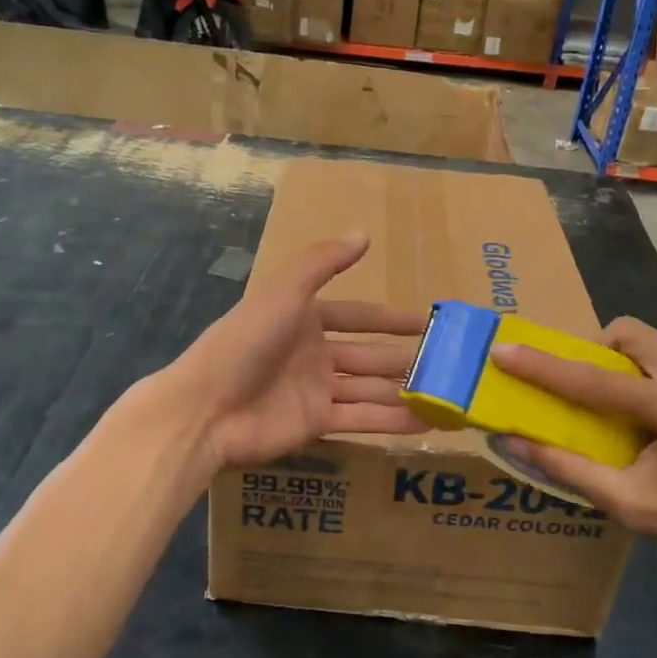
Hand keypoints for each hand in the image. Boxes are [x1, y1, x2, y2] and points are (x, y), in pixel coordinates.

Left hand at [164, 233, 429, 471]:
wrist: (206, 408)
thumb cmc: (245, 342)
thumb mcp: (283, 293)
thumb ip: (322, 263)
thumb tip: (363, 234)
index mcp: (305, 319)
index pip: (358, 316)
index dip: (391, 319)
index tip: (428, 322)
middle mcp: (313, 353)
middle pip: (369, 355)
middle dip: (406, 358)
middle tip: (450, 363)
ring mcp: (315, 390)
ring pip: (370, 389)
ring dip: (406, 391)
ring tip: (447, 395)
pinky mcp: (316, 424)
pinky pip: (361, 419)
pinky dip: (392, 422)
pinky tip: (427, 423)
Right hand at [490, 318, 656, 570]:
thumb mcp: (634, 506)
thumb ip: (570, 469)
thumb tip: (514, 441)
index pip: (596, 379)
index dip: (543, 366)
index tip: (503, 351)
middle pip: (625, 333)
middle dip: (587, 351)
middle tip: (572, 387)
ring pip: (644, 338)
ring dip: (612, 358)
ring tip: (603, 400)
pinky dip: (635, 368)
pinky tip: (637, 407)